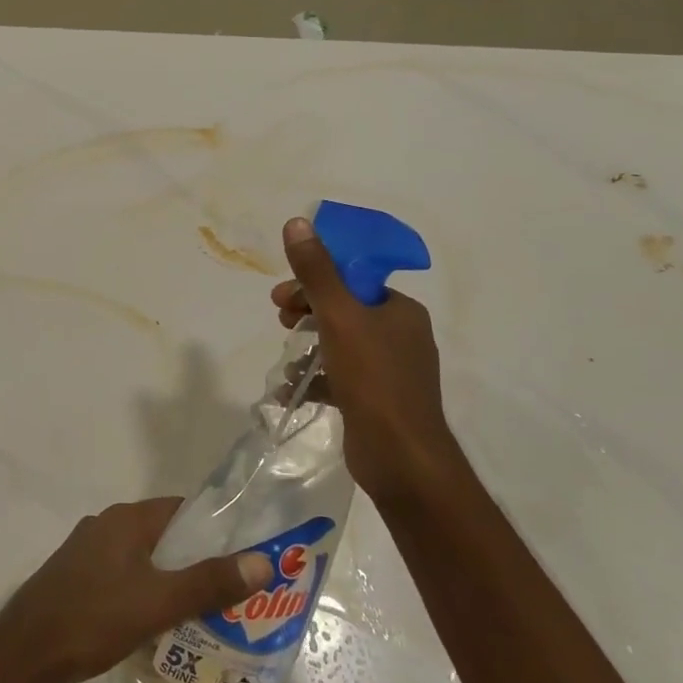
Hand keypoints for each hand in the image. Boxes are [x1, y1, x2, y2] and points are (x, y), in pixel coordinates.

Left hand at [0, 498, 270, 682]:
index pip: (182, 510)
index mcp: (125, 519)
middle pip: (164, 536)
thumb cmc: (92, 619)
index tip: (244, 556)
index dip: (215, 529)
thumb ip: (209, 582)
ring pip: (143, 560)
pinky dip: (145, 594)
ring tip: (206, 615)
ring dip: (171, 580)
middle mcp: (106, 526)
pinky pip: (123, 579)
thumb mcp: (158, 602)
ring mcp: (87, 553)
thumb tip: (262, 561)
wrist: (23, 654)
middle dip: (197, 560)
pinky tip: (160, 627)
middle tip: (233, 594)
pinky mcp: (77, 580)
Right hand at [270, 216, 454, 499]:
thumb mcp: (339, 317)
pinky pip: (341, 377)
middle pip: (344, 310)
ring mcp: (391, 371)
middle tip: (280, 322)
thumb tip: (297, 221)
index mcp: (400, 310)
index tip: (282, 297)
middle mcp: (400, 335)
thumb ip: (316, 272)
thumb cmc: (373, 380)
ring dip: (308, 347)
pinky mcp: (378, 401)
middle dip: (306, 313)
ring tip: (287, 363)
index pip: (352, 280)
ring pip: (340, 344)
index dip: (314, 282)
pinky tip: (292, 390)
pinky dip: (317, 378)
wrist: (403, 460)